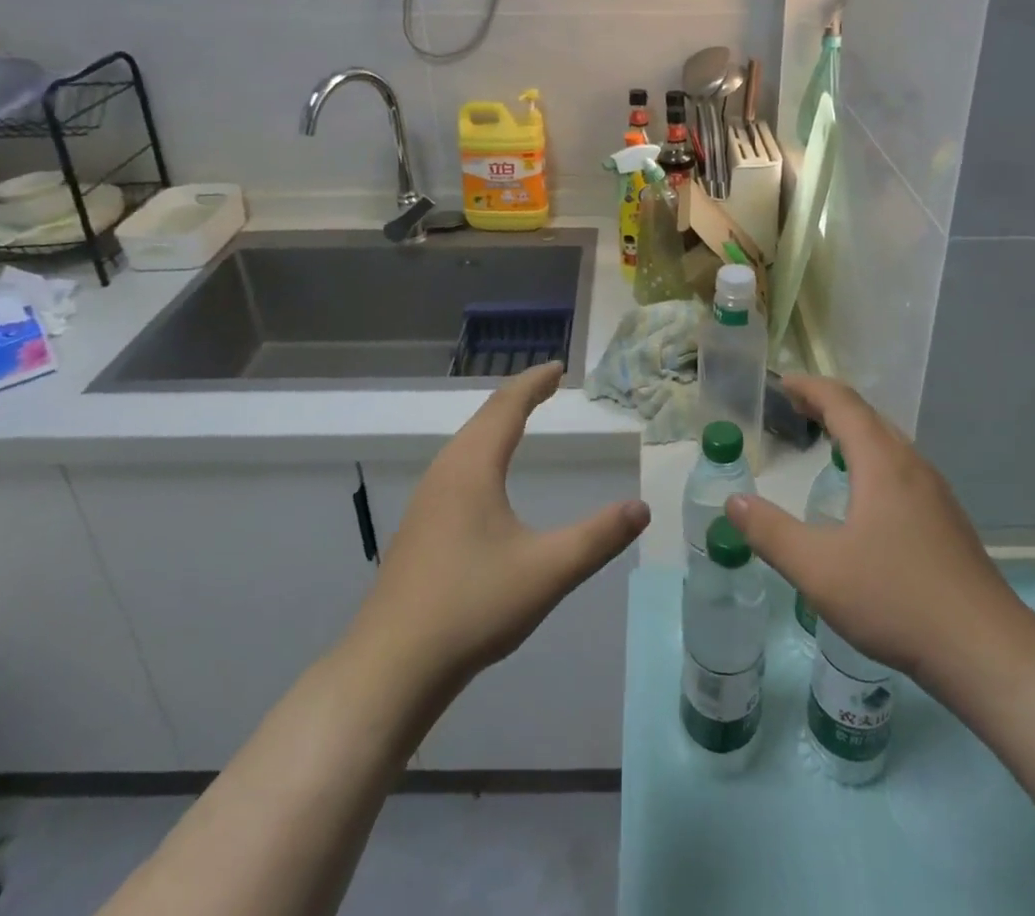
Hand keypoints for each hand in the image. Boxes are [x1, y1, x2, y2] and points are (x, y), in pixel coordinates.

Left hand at [351, 362, 650, 695]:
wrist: (391, 666)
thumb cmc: (472, 607)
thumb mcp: (547, 571)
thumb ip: (598, 538)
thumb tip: (642, 507)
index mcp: (474, 467)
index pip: (507, 407)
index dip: (534, 383)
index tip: (557, 367)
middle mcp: (446, 472)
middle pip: (484, 417)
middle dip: (517, 396)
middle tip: (546, 384)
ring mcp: (427, 499)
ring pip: (466, 442)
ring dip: (496, 422)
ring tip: (521, 418)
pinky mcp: (420, 526)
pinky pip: (457, 465)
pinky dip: (481, 448)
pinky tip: (486, 475)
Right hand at [726, 376, 1031, 690]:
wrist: (985, 652)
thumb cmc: (896, 599)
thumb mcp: (819, 570)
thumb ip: (771, 533)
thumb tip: (734, 501)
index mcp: (882, 463)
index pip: (843, 403)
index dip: (811, 388)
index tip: (783, 383)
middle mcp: (912, 466)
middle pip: (869, 417)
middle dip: (830, 405)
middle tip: (796, 408)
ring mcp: (935, 494)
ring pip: (889, 443)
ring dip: (854, 432)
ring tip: (826, 442)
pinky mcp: (947, 521)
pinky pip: (901, 469)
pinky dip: (872, 459)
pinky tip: (865, 495)